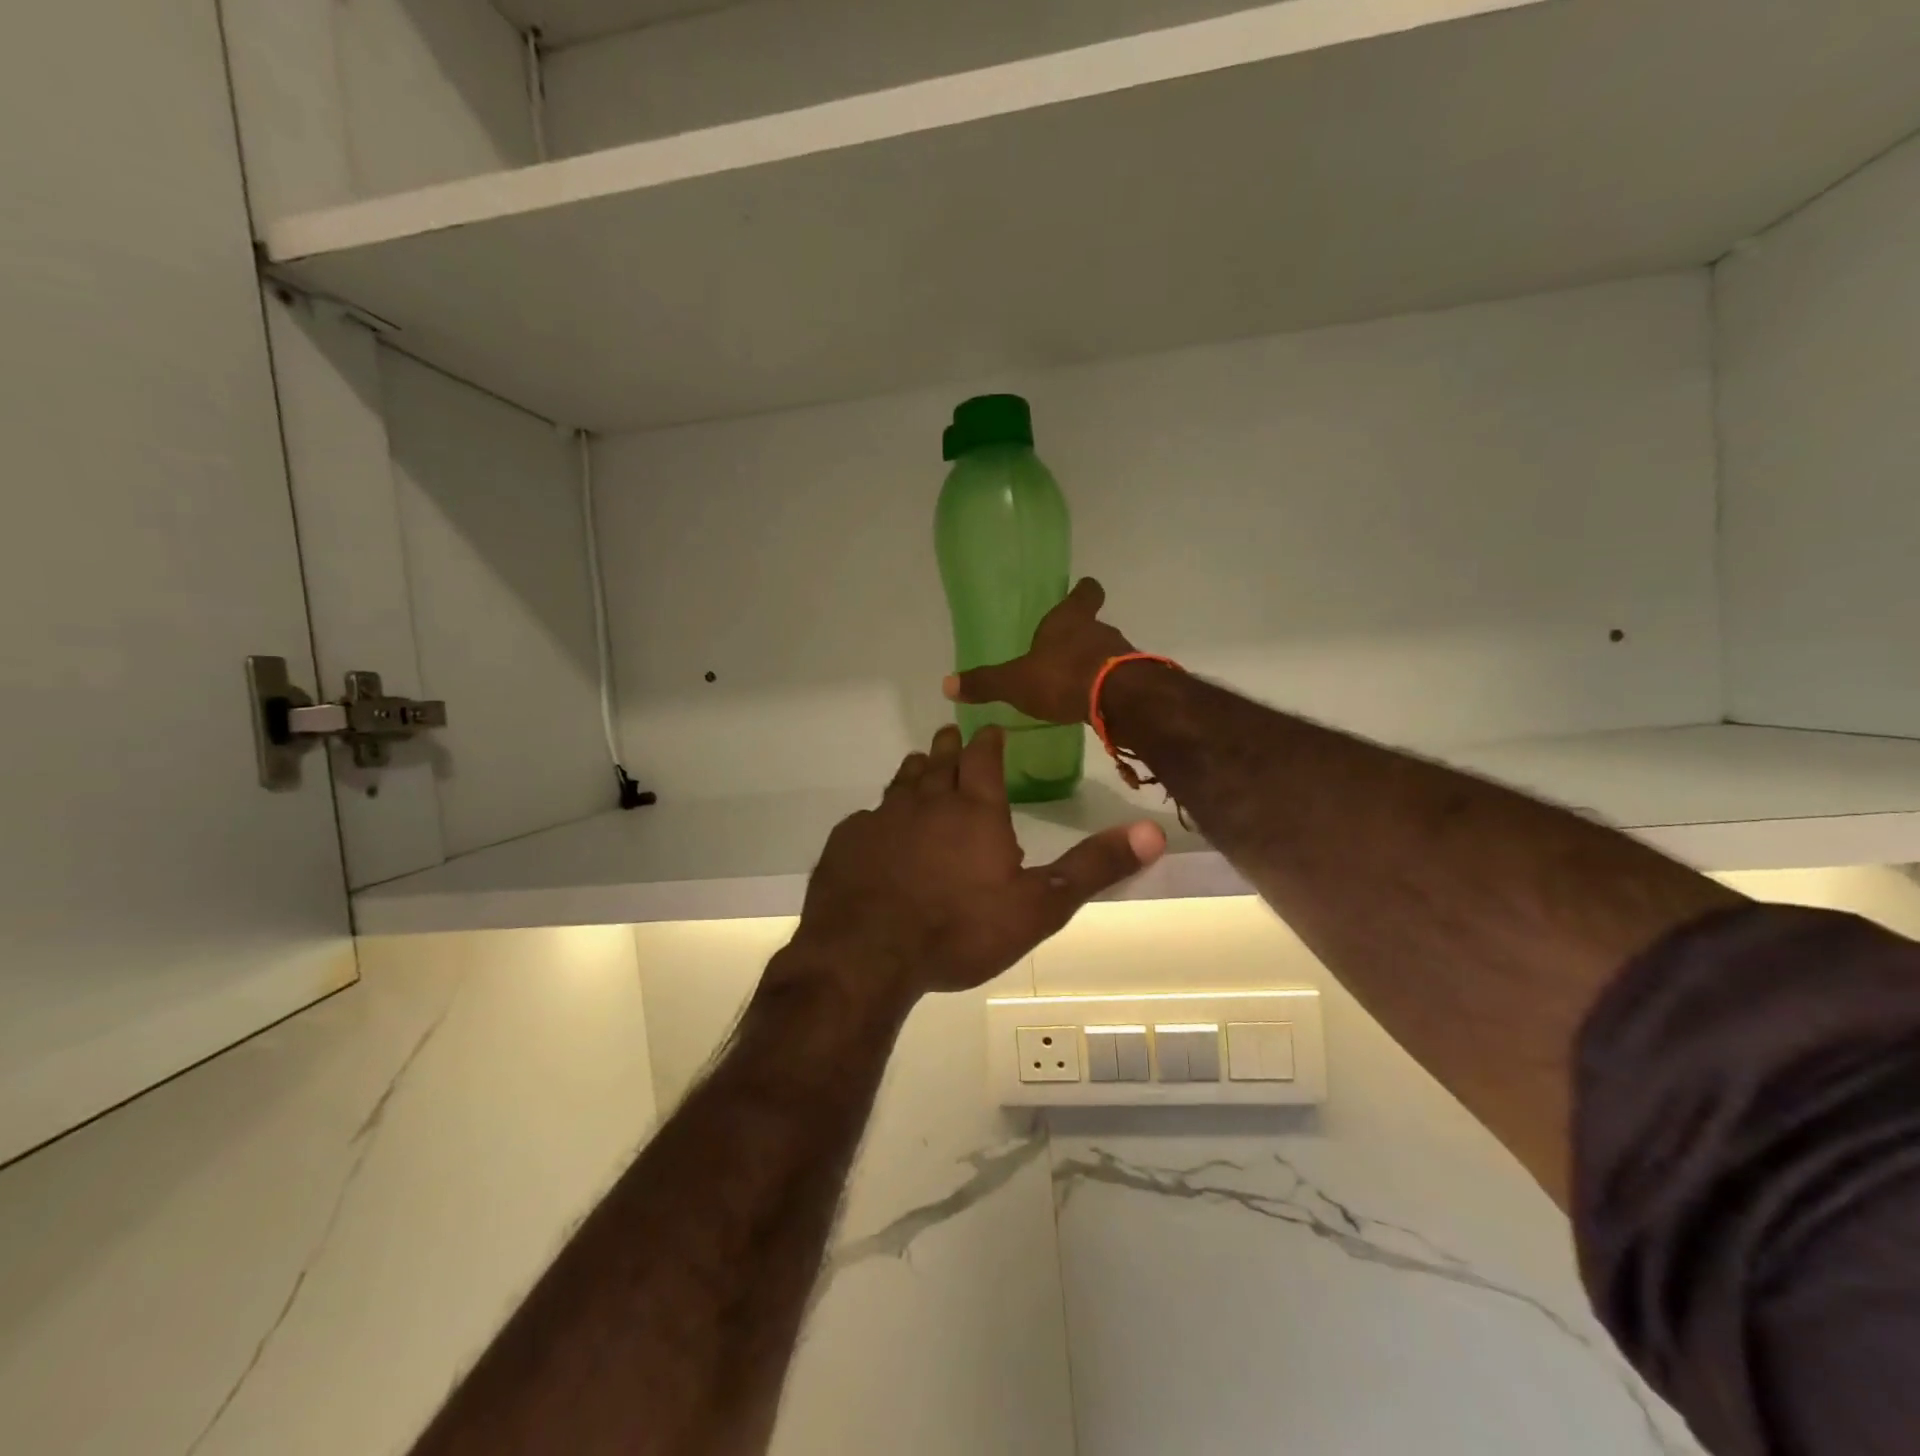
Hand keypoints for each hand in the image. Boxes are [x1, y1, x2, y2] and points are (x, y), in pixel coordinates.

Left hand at [794, 725, 1164, 1000]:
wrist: (868, 953)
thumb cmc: (960, 929)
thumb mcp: (1039, 906)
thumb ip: (1094, 867)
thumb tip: (1153, 832)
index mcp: (974, 810)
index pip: (984, 758)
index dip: (989, 740)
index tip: (991, 727)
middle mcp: (927, 802)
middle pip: (940, 761)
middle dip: (950, 745)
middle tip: (952, 732)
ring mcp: (882, 819)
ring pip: (901, 782)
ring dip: (915, 770)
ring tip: (920, 762)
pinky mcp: (848, 842)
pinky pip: (867, 818)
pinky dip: (879, 815)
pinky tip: (876, 826)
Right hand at [942, 578, 1133, 725]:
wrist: (1119, 700)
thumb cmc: (1062, 677)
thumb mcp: (1016, 682)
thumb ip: (985, 683)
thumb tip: (947, 684)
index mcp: (1069, 620)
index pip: (1085, 593)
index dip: (1083, 592)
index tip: (1081, 591)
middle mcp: (1099, 630)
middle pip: (1095, 624)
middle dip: (1081, 636)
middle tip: (1064, 651)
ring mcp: (1122, 654)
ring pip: (1107, 651)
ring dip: (1094, 663)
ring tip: (1077, 683)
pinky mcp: (1136, 680)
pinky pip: (1119, 678)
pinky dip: (1107, 687)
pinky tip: (1094, 703)